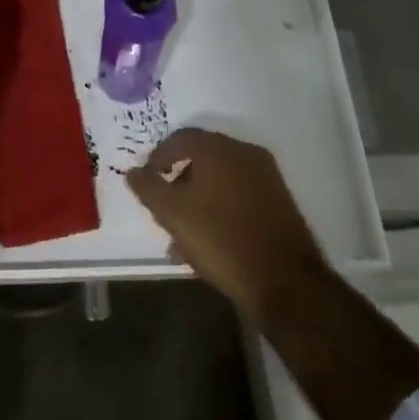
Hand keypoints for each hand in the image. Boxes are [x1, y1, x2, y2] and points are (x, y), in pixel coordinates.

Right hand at [126, 128, 325, 322]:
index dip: (158, 158)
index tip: (147, 181)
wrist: (285, 281)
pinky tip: (211, 245)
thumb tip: (133, 171)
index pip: (180, 139)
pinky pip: (240, 198)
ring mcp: (266, 178)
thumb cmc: (221, 239)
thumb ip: (149, 188)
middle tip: (165, 210)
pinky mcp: (280, 203)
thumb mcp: (173, 215)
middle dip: (179, 183)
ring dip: (199, 202)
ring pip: (221, 182)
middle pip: (202, 159)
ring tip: (183, 239)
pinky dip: (221, 212)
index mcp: (218, 148)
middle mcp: (244, 153)